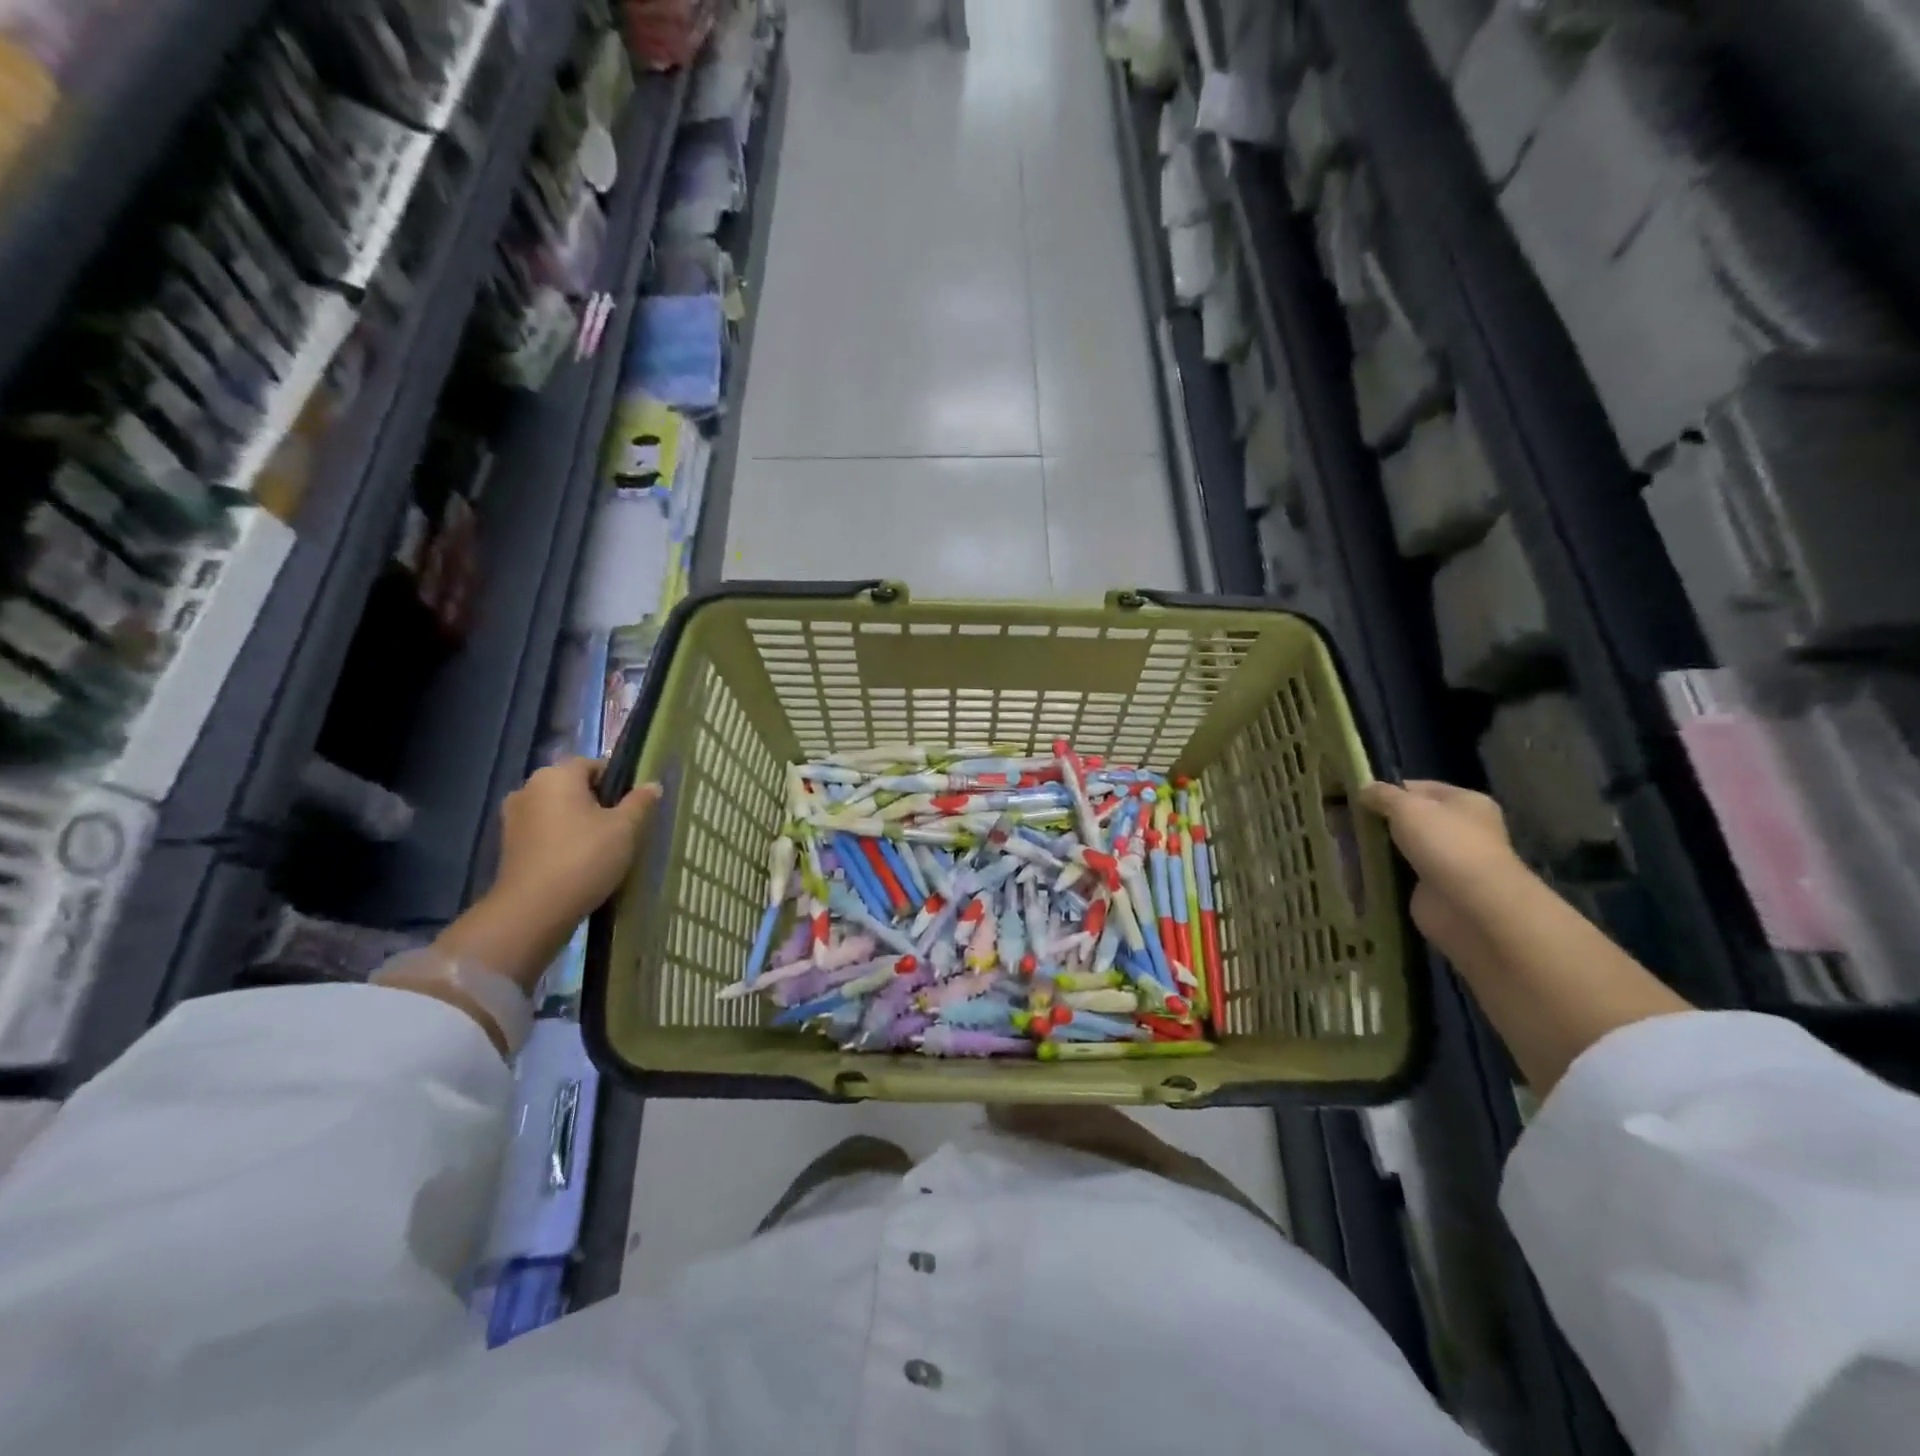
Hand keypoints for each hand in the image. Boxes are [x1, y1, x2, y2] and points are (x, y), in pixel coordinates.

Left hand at [492, 757, 660, 927]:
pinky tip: (579, 861)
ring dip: (579, 822)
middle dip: (598, 803)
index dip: (619, 783)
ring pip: (558, 810)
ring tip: (602, 848)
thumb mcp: (624, 829)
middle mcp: (529, 787)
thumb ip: (640, 802)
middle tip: (622, 829)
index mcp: (557, 775)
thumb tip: (653, 785)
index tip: (634, 807)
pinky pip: (545, 831)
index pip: (595, 765)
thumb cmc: (584, 858)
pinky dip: (562, 839)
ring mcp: (514, 817)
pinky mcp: (508, 845)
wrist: (533, 910)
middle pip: (574, 787)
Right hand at [1358, 780, 1520, 965]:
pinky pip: (1400, 874)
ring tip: (1342, 845)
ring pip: (1403, 847)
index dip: (1386, 790)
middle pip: (1410, 818)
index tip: (1353, 797)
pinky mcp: (1433, 889)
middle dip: (1378, 821)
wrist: (1471, 906)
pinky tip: (1355, 869)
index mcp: (1465, 802)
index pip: (1418, 788)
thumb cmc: (1445, 845)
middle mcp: (1461, 829)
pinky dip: (1381, 873)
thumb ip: (1383, 795)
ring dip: (1377, 848)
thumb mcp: (1407, 807)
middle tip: (1342, 821)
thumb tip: (1364, 789)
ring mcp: (1448, 861)